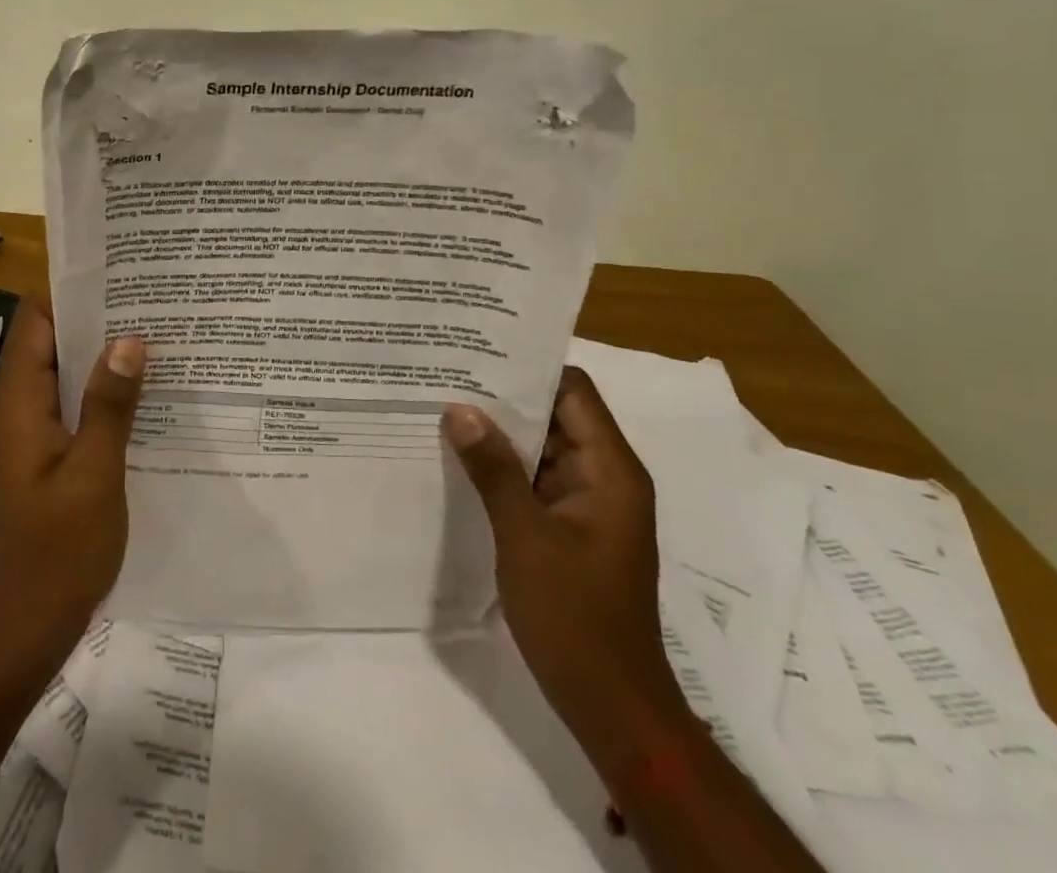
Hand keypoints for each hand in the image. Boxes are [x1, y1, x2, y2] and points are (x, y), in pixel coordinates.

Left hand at [0, 301, 145, 675]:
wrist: (22, 628)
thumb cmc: (58, 551)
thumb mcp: (94, 472)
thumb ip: (109, 404)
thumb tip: (129, 338)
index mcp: (18, 401)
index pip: (35, 319)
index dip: (72, 294)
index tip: (121, 278)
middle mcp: (14, 407)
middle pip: (50, 342)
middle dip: (96, 322)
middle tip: (152, 304)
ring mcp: (26, 432)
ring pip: (62, 374)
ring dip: (100, 358)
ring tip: (156, 339)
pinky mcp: (40, 454)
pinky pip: (68, 405)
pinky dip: (98, 392)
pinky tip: (142, 395)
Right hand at [442, 368, 691, 768]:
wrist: (612, 706)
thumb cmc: (575, 616)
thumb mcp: (525, 536)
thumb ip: (493, 468)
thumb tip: (459, 409)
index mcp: (610, 470)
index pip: (574, 390)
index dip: (529, 366)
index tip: (478, 349)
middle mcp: (604, 477)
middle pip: (556, 414)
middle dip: (505, 396)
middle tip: (447, 373)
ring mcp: (588, 504)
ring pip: (543, 448)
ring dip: (501, 433)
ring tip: (444, 406)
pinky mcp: (571, 527)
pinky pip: (537, 480)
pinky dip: (504, 466)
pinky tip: (460, 458)